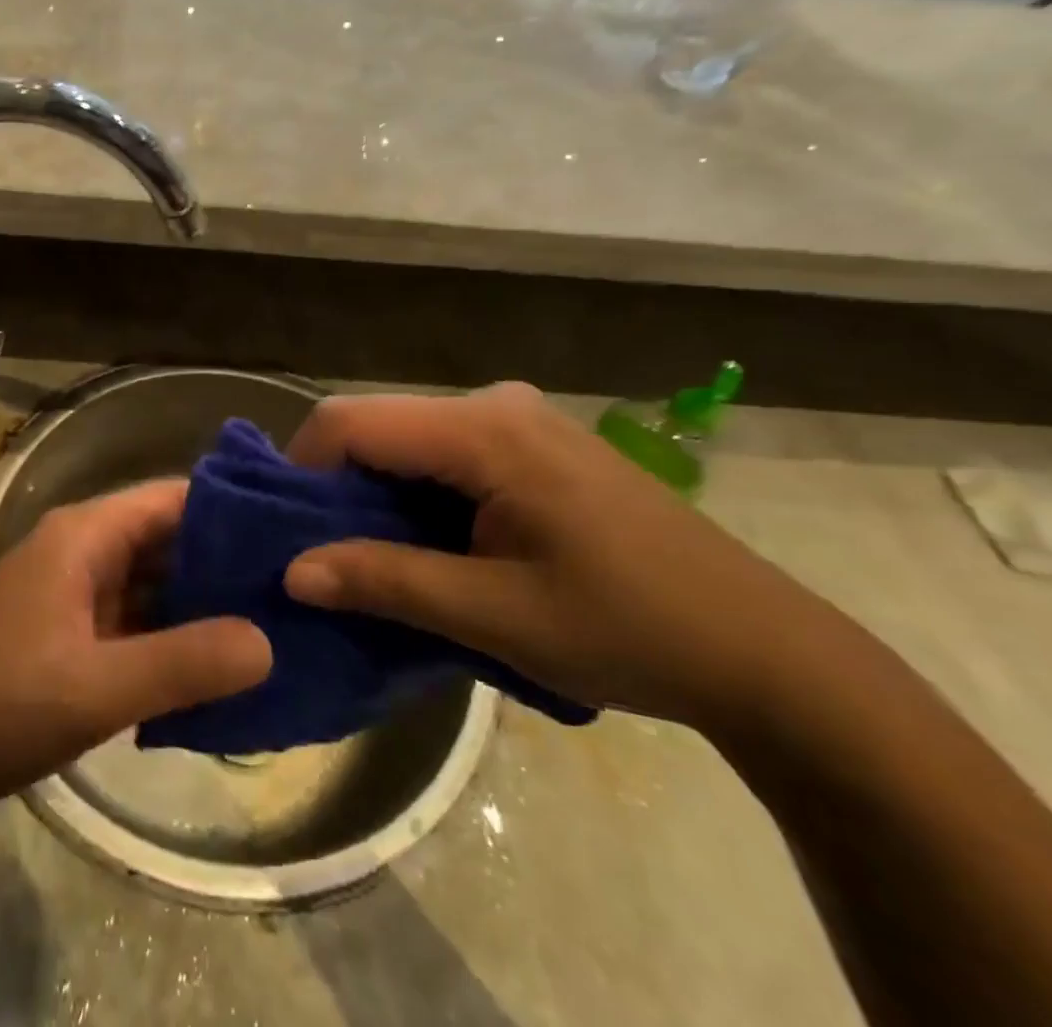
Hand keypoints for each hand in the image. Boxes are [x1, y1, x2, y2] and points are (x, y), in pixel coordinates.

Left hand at [0, 479, 270, 822]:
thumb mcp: (94, 687)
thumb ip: (183, 663)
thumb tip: (268, 641)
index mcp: (87, 535)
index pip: (177, 499)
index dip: (235, 512)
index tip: (295, 538)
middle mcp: (83, 550)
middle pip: (170, 541)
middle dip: (228, 566)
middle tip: (300, 595)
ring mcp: (73, 592)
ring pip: (153, 585)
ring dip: (202, 607)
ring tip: (275, 631)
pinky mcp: (67, 633)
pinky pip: (133, 623)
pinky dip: (171, 639)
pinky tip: (216, 671)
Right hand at [281, 384, 831, 730]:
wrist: (761, 649)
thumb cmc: (628, 629)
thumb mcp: (496, 615)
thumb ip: (386, 583)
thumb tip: (291, 572)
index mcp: (484, 430)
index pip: (350, 422)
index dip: (301, 472)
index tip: (290, 536)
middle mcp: (493, 403)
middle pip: (375, 427)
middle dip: (336, 489)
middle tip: (326, 559)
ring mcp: (517, 418)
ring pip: (406, 441)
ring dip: (376, 496)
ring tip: (374, 562)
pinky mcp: (532, 441)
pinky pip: (443, 453)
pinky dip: (416, 494)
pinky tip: (431, 546)